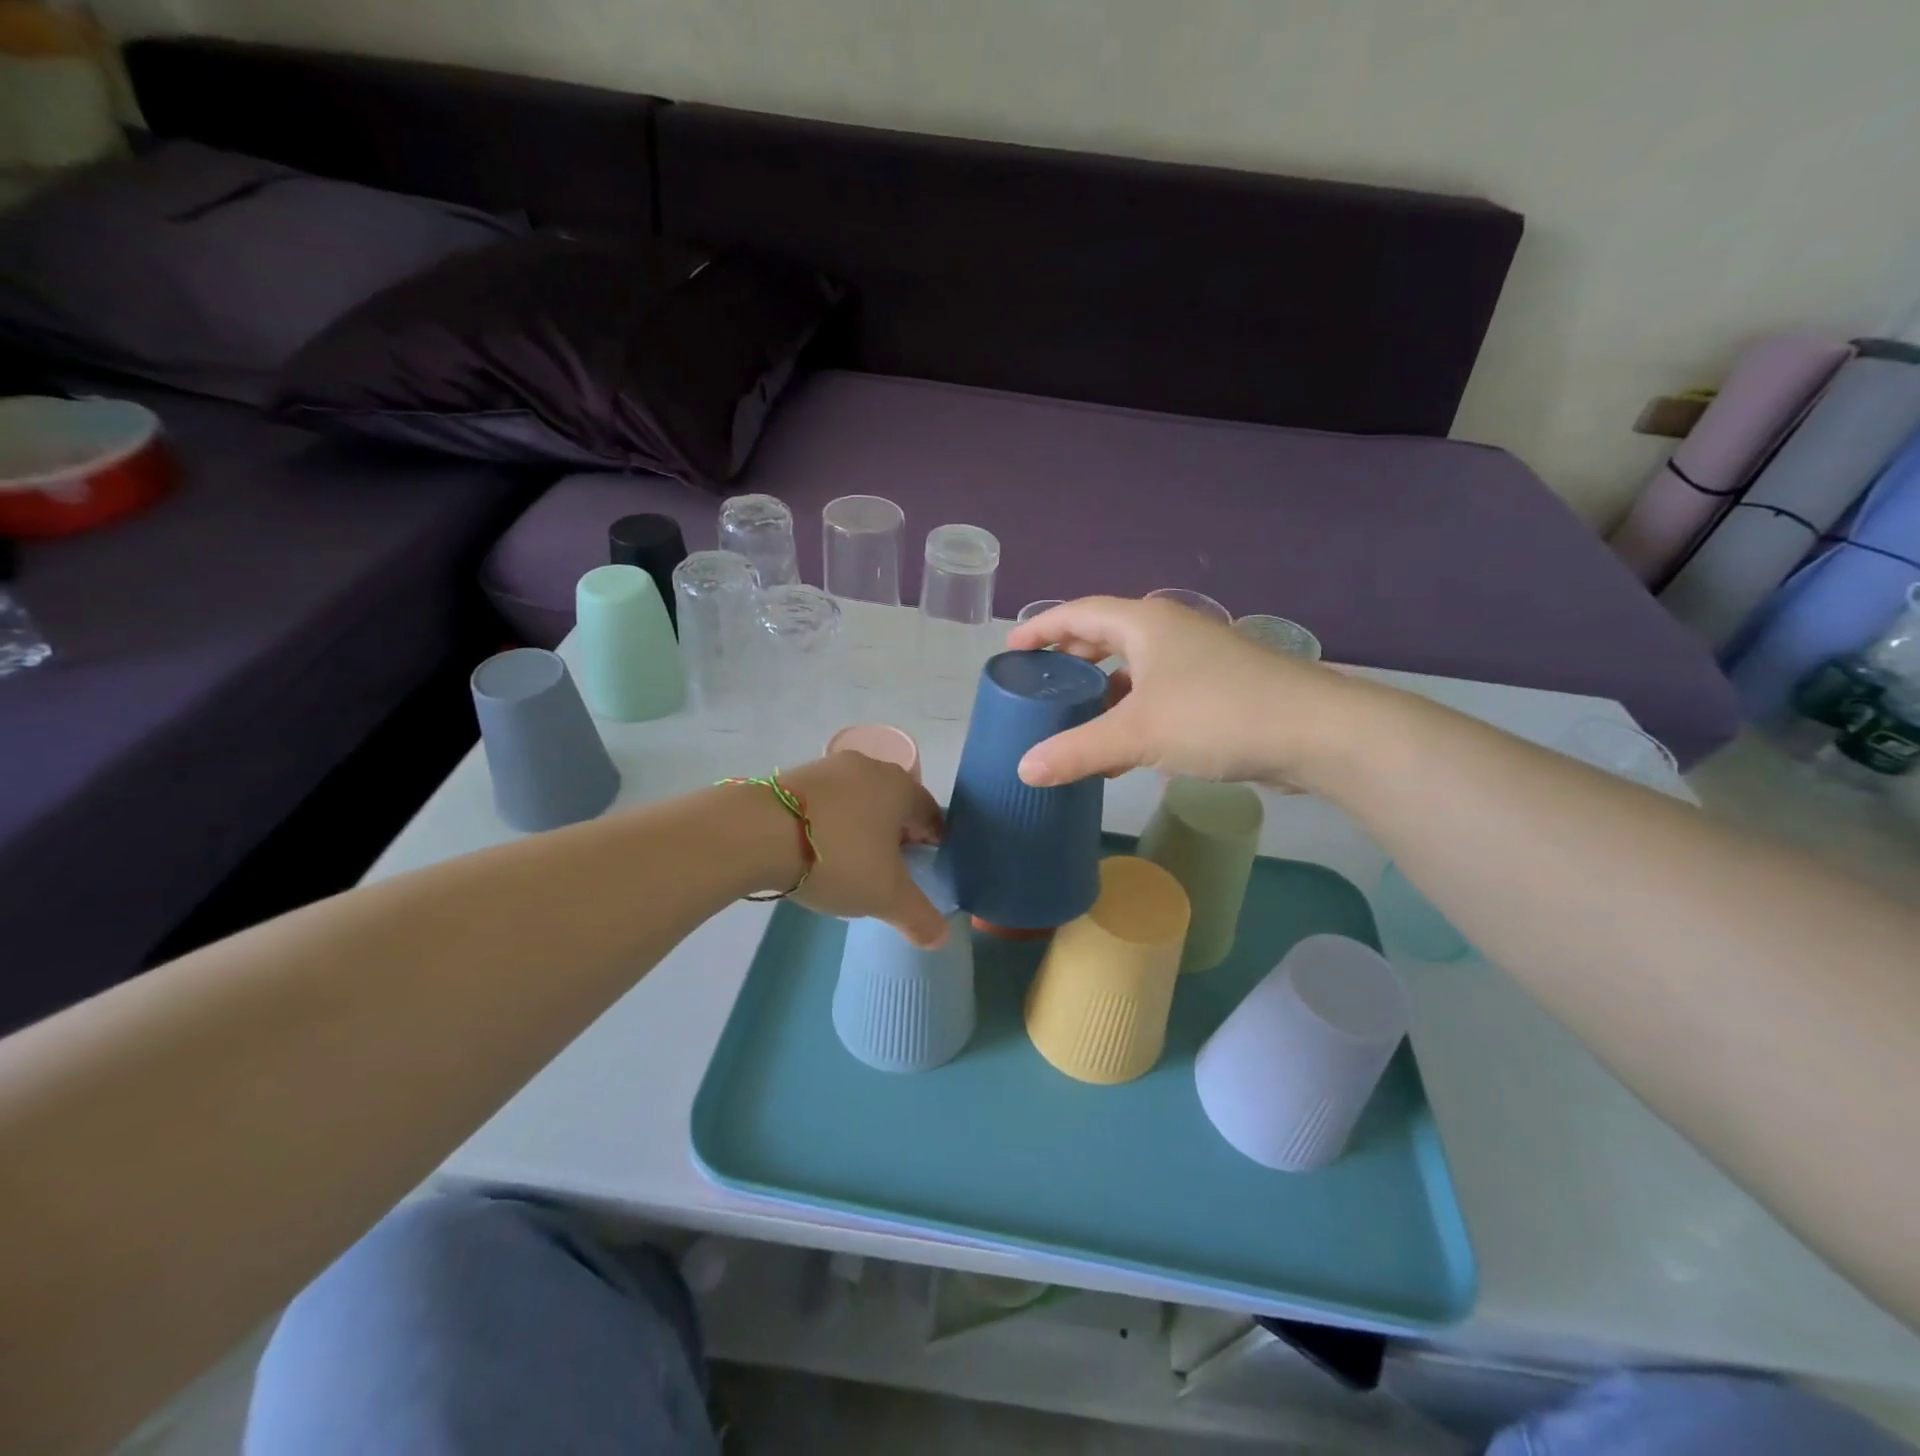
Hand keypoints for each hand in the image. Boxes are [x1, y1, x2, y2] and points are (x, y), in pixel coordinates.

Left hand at [776, 752, 948, 946]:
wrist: (755, 832)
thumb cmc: (837, 857)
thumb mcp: (885, 896)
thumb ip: (919, 916)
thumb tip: (941, 937)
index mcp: (901, 787)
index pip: (932, 814)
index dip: (934, 844)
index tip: (926, 871)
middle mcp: (870, 767)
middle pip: (895, 805)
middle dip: (898, 836)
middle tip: (891, 872)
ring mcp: (829, 767)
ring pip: (860, 801)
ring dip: (863, 829)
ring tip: (852, 864)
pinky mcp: (794, 776)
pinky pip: (828, 803)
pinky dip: (832, 824)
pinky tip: (818, 851)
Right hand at [1006, 596, 1358, 789]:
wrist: (1317, 733)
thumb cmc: (1217, 715)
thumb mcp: (1137, 733)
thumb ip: (1077, 751)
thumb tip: (1023, 770)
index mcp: (1146, 623)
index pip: (1078, 613)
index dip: (1041, 627)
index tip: (1010, 647)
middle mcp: (1170, 632)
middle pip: (1106, 636)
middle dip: (1071, 658)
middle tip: (1039, 683)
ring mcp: (1198, 660)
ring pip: (1134, 669)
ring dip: (1102, 691)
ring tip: (1073, 720)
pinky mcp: (1218, 690)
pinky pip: (1158, 695)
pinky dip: (1132, 714)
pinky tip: (1121, 751)